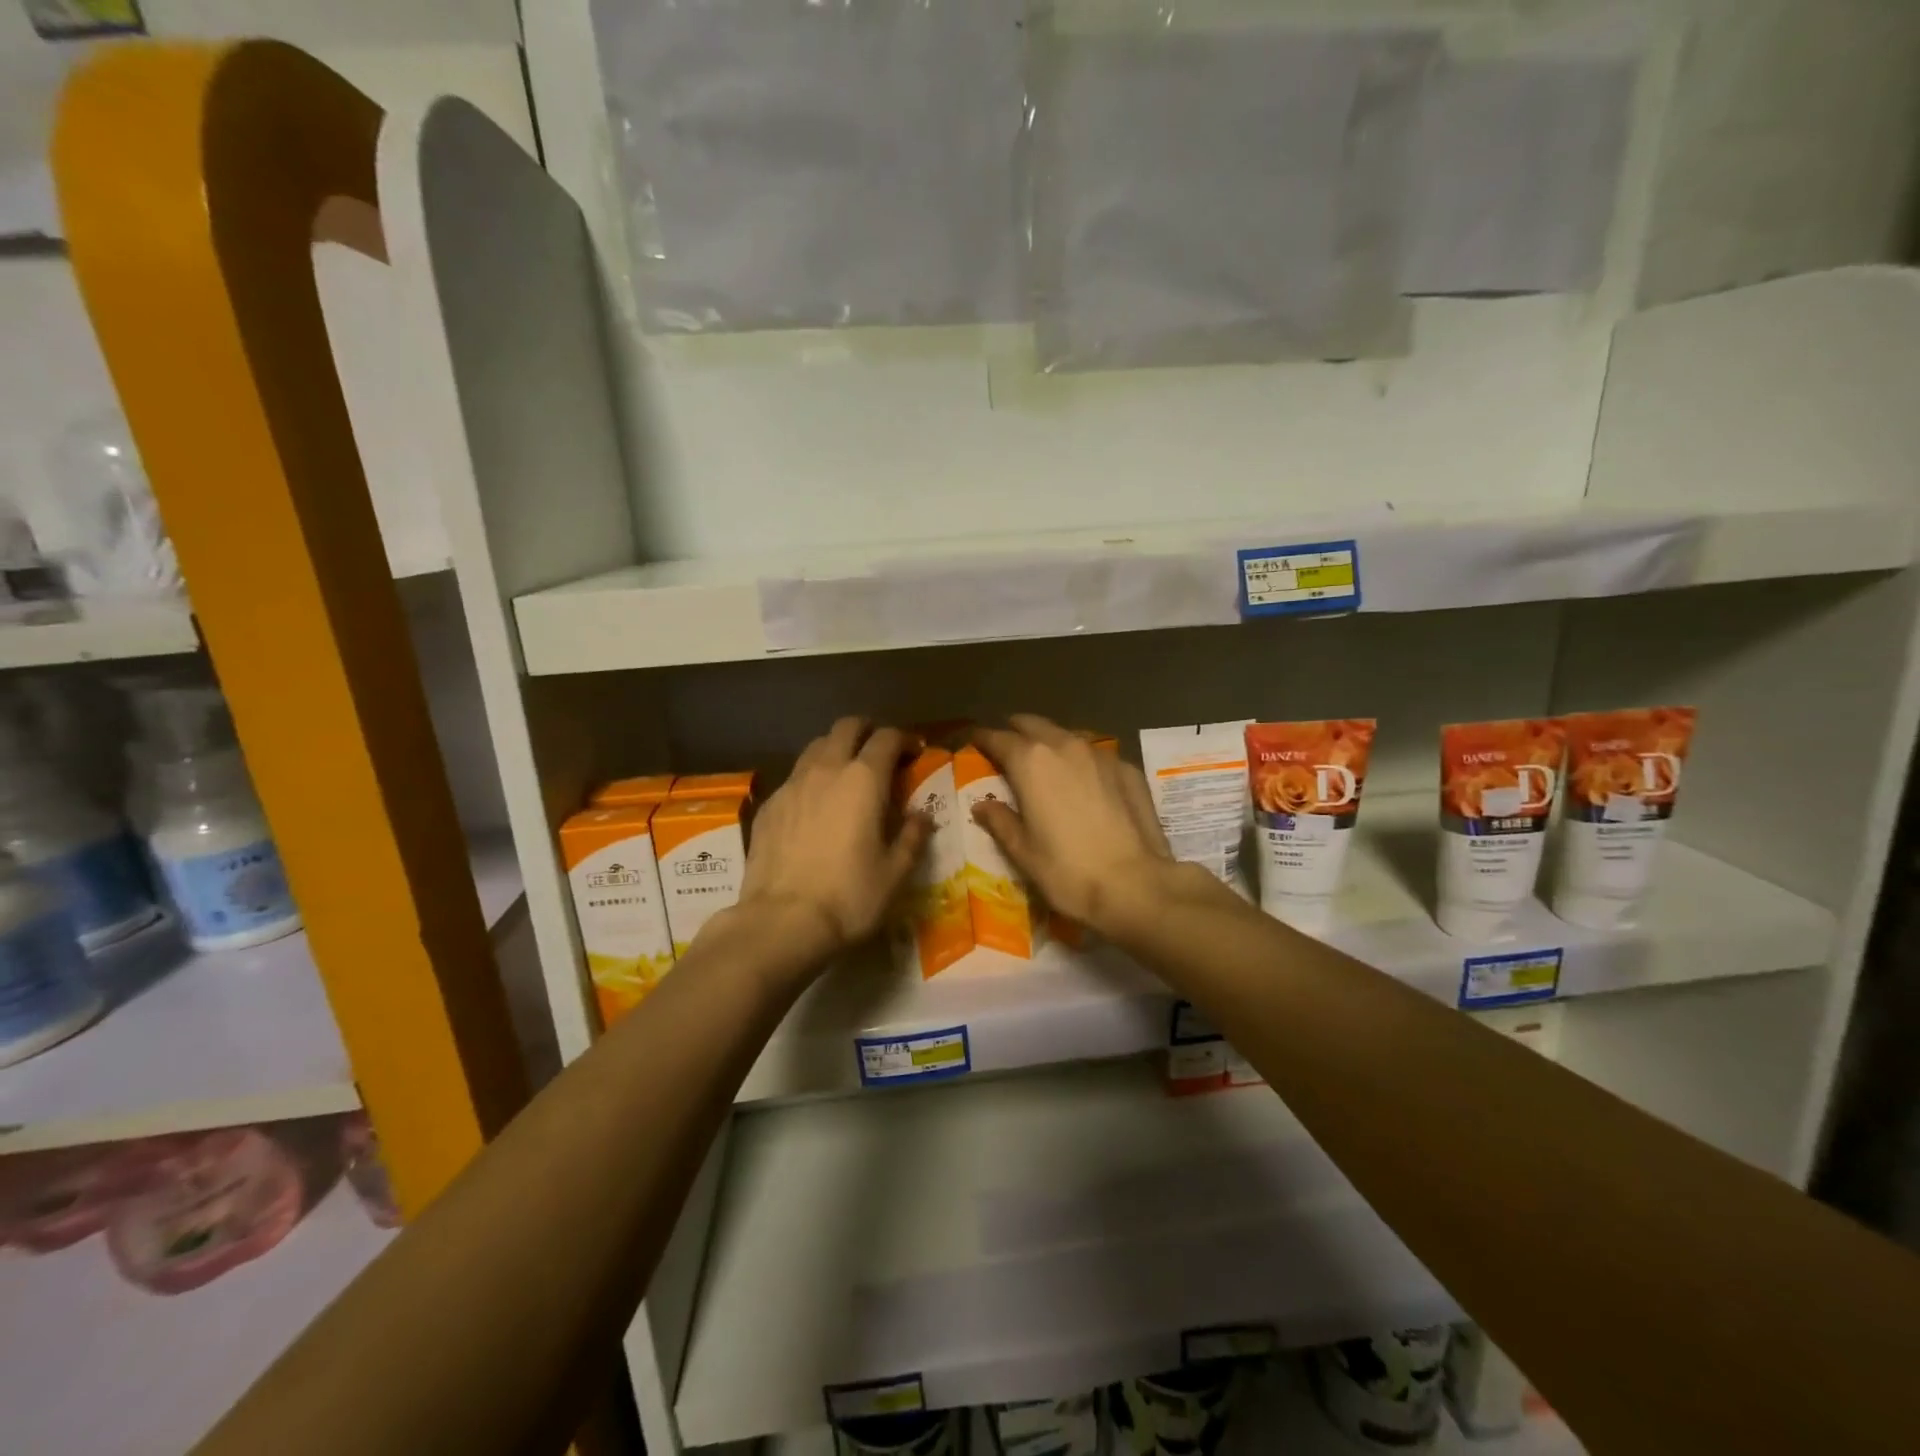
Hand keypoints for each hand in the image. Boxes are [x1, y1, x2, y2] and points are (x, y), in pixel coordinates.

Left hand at [737, 718, 929, 962]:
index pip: (887, 738)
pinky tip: (815, 807)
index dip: (905, 739)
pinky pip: (794, 777)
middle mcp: (826, 770)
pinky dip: (811, 779)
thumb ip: (912, 837)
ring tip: (846, 775)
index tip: (915, 752)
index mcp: (864, 779)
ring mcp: (792, 785)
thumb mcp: (896, 873)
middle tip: (879, 753)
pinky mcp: (769, 806)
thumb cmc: (849, 896)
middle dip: (867, 731)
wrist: (781, 922)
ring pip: (815, 747)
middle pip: (846, 727)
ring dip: (836, 750)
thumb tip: (921, 817)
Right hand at [972, 715, 1175, 937]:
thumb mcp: (1023, 852)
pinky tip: (1084, 781)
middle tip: (1007, 744)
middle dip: (1017, 730)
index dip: (983, 739)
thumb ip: (1000, 821)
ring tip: (1045, 760)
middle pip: (1034, 724)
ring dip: (1051, 742)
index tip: (974, 740)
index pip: (998, 738)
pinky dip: (1081, 760)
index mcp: (1031, 762)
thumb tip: (982, 805)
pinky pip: (1096, 754)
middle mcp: (1065, 746)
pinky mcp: (1128, 769)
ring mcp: (1101, 754)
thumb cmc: (1067, 871)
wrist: (1135, 885)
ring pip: (1067, 735)